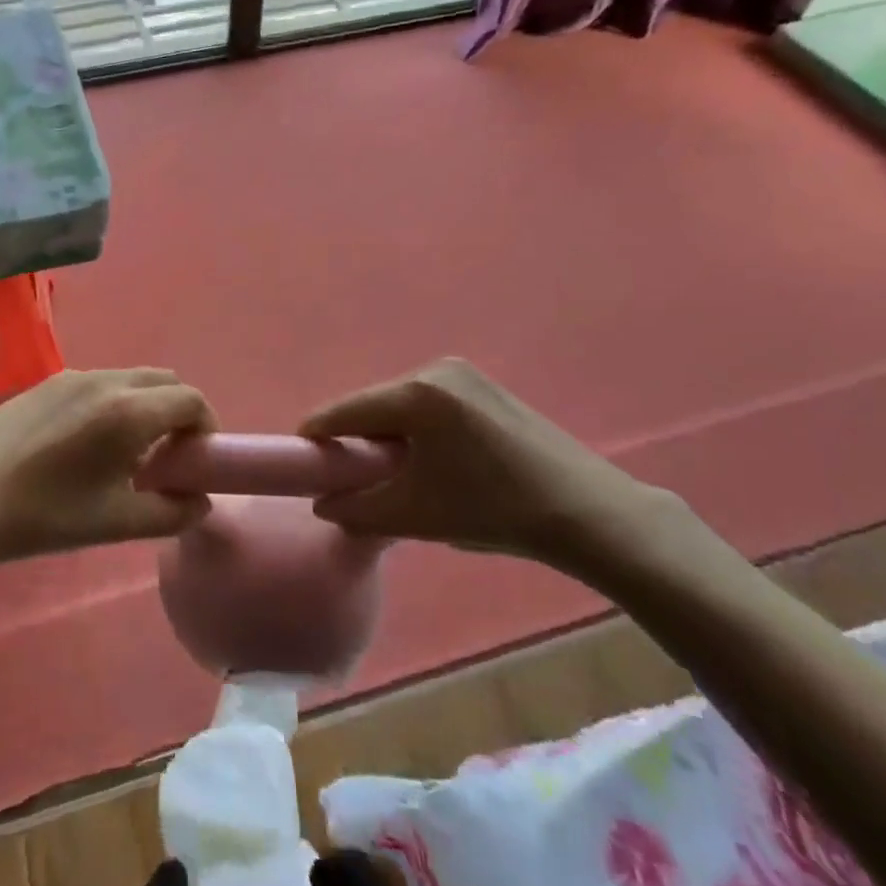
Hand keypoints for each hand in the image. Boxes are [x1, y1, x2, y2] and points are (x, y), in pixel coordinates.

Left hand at [0, 368, 216, 572]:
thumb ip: (172, 513)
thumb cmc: (45, 515)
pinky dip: (116, 401)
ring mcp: (73, 375)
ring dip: (147, 405)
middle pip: (165, 381)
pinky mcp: (48, 381)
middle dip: (180, 411)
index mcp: (129, 411)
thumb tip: (200, 502)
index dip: (205, 426)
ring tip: (129, 450)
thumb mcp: (116, 523)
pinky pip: (100, 382)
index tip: (196, 459)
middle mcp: (106, 380)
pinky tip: (90, 441)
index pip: (191, 399)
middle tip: (170, 454)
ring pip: (131, 378)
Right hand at [301, 358, 662, 567]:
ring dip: (388, 435)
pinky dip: (416, 429)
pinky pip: (430, 403)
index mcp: (417, 394)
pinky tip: (429, 460)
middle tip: (347, 475)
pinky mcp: (485, 386)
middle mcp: (437, 370)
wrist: (587, 511)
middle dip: (356, 438)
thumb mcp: (414, 515)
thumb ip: (356, 508)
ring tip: (391, 474)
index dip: (318, 433)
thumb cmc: (492, 511)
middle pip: (375, 405)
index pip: (348, 411)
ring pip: (402, 404)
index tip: (298, 456)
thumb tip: (322, 504)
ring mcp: (465, 375)